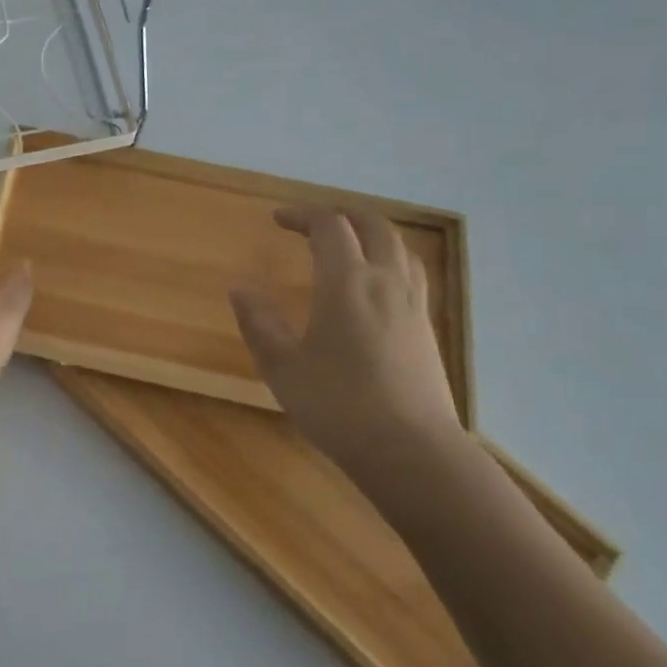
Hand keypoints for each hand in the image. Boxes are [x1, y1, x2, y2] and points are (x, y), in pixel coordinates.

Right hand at [229, 208, 463, 468]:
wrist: (411, 451)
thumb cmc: (338, 405)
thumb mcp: (282, 366)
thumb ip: (259, 323)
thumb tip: (239, 289)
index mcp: (346, 282)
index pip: (329, 227)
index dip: (302, 215)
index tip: (278, 219)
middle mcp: (385, 282)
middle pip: (372, 226)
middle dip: (341, 215)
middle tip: (313, 223)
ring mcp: (413, 305)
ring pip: (399, 248)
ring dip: (370, 234)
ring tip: (347, 245)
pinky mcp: (427, 329)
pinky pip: (411, 273)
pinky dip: (389, 260)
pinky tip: (375, 286)